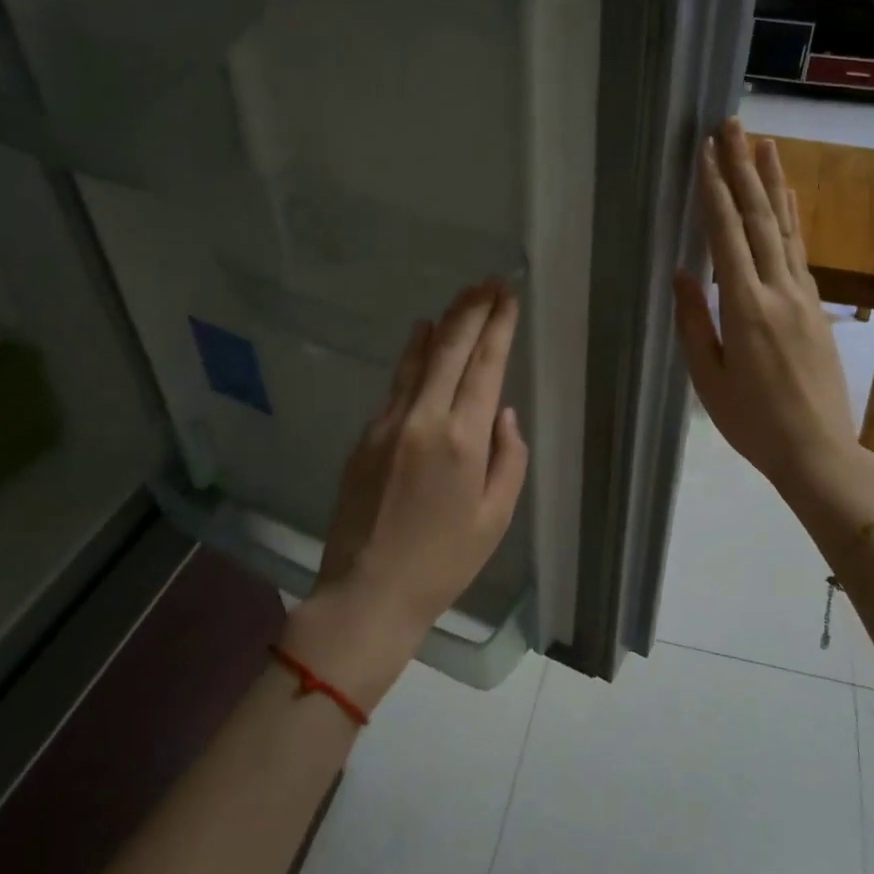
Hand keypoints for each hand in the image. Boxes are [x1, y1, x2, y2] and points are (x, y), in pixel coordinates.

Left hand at [285, 280, 530, 709]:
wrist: (368, 591)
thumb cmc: (444, 562)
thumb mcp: (496, 517)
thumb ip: (508, 457)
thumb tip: (503, 413)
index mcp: (463, 440)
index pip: (486, 366)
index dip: (498, 327)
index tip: (507, 295)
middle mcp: (424, 419)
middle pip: (451, 349)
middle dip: (472, 310)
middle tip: (488, 282)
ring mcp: (388, 424)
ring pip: (419, 359)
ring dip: (443, 324)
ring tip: (461, 298)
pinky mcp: (365, 435)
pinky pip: (397, 384)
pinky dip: (414, 355)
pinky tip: (422, 338)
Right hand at [674, 120, 868, 498]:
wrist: (818, 450)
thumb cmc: (752, 422)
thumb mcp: (709, 378)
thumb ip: (694, 321)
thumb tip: (682, 272)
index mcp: (745, 309)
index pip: (727, 236)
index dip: (714, 192)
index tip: (705, 153)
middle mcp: (779, 291)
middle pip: (761, 218)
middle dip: (743, 169)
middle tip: (733, 126)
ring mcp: (804, 296)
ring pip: (788, 228)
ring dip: (774, 183)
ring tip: (765, 144)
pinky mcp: (817, 307)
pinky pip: (802, 251)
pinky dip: (794, 218)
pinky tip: (790, 199)